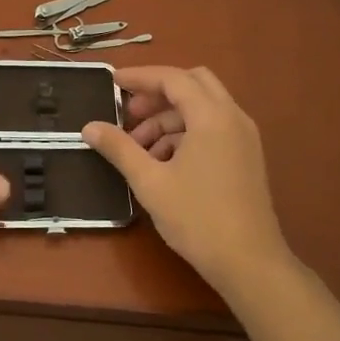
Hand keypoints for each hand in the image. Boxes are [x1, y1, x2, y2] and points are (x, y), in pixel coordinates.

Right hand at [82, 66, 290, 296]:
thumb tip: (89, 127)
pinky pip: (213, 128)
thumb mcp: (150, 182)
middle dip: (158, 92)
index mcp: (212, 116)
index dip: (140, 77)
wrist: (250, 263)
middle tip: (130, 112)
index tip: (113, 82)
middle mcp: (232, 118)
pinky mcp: (246, 157)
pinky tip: (163, 162)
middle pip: (193, 84)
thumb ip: (119, 148)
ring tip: (139, 148)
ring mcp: (244, 138)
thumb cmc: (197, 218)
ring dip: (170, 117)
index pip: (173, 78)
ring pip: (203, 107)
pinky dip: (186, 132)